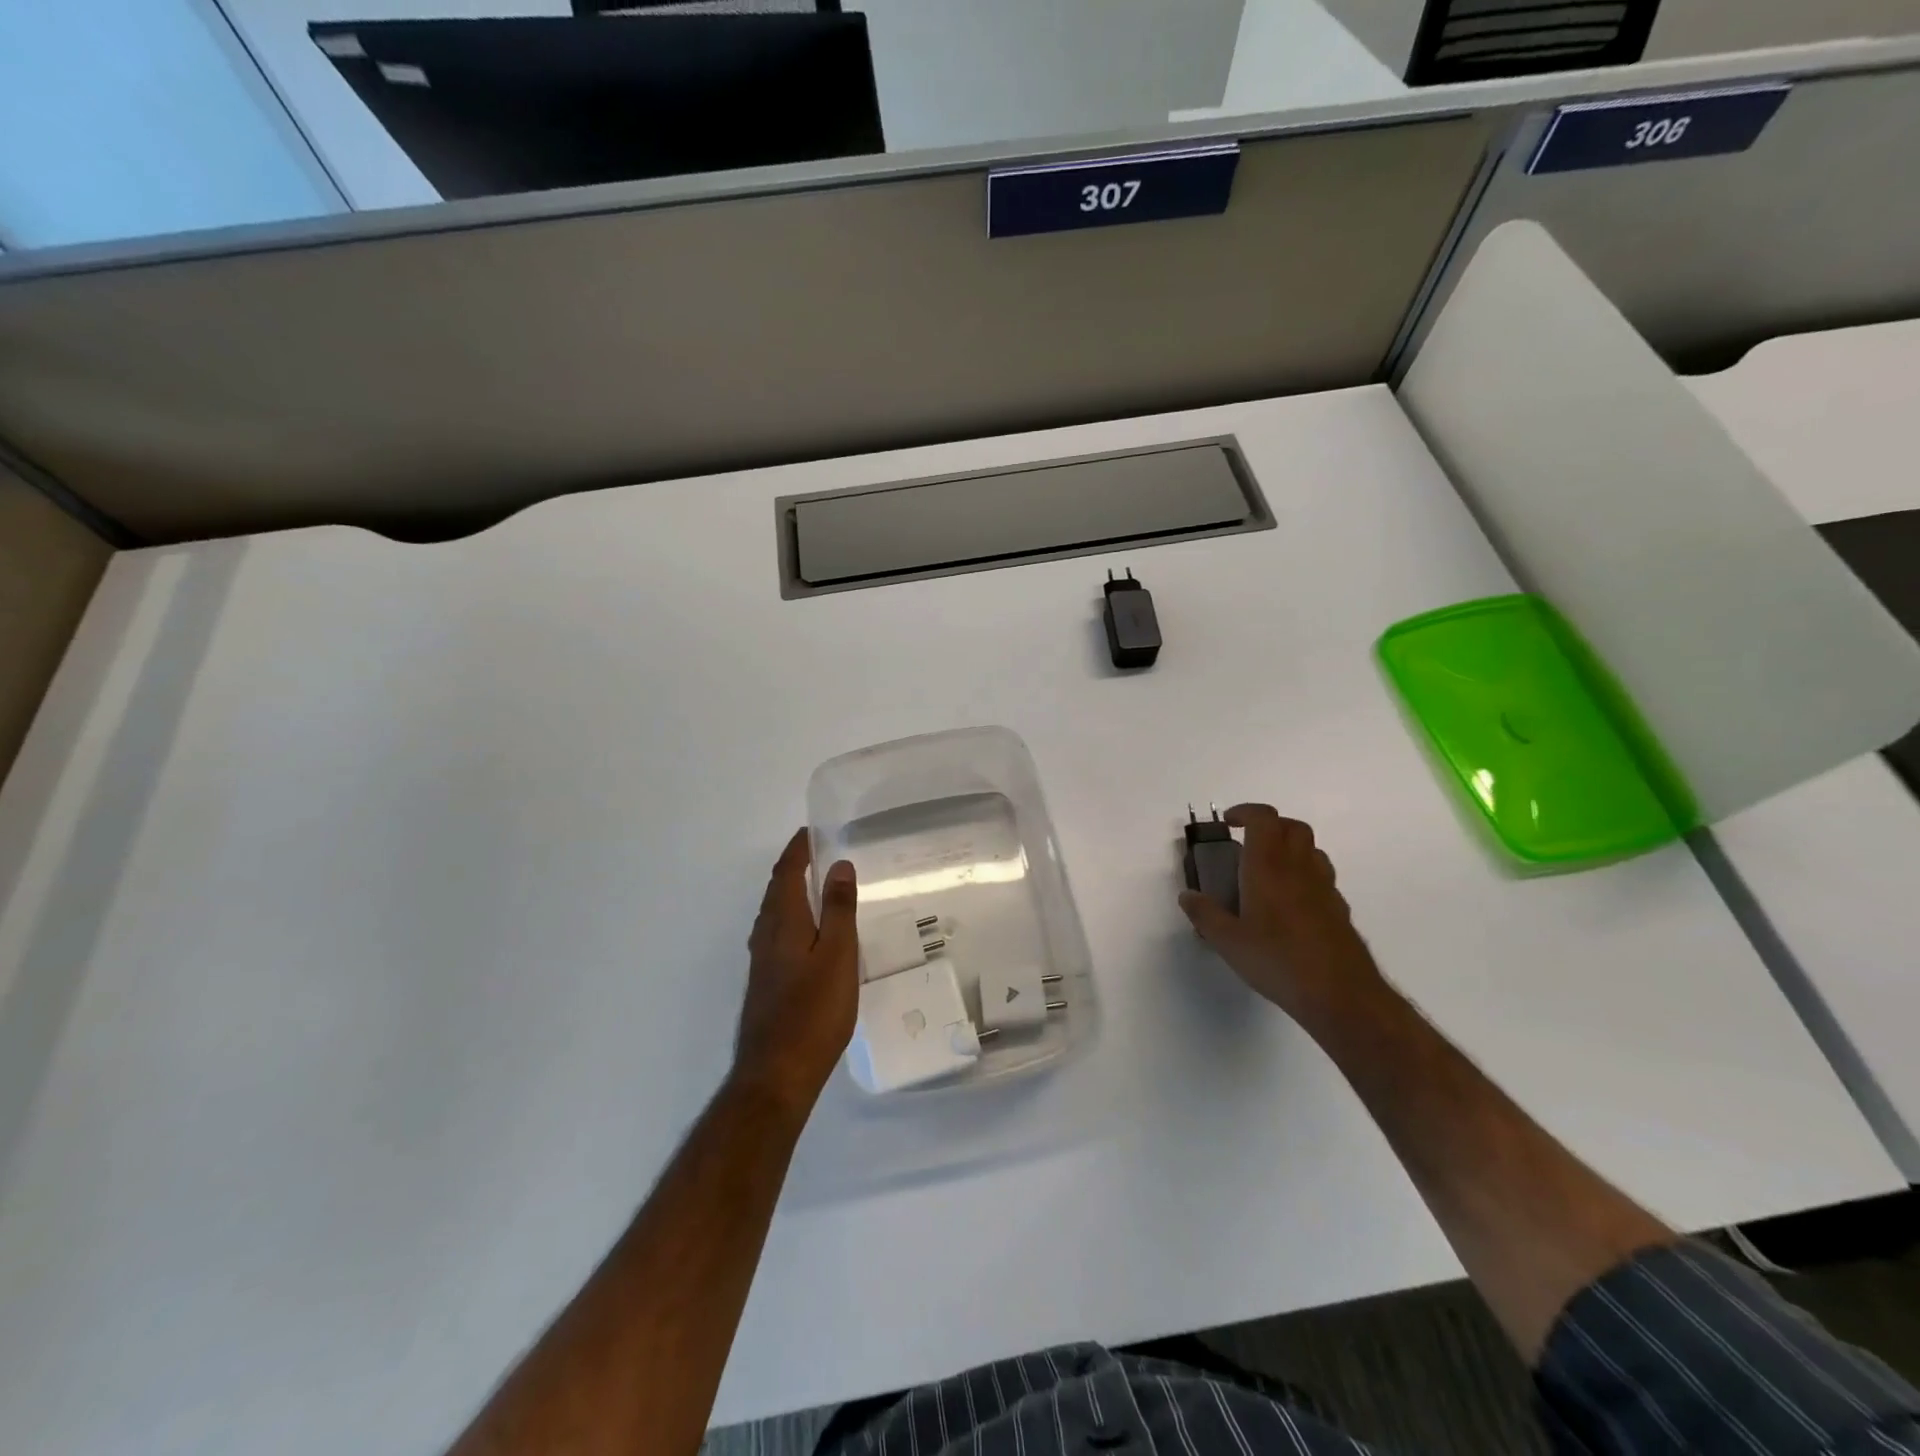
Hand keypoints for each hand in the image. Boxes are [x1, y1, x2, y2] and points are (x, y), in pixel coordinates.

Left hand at [734, 830, 858, 1109]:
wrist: (777, 1073)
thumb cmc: (814, 1011)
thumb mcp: (838, 956)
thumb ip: (839, 910)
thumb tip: (839, 865)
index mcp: (784, 923)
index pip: (787, 874)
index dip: (797, 851)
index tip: (809, 832)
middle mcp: (767, 936)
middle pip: (777, 892)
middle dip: (793, 869)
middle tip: (816, 854)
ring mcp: (762, 962)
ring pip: (774, 915)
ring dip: (791, 893)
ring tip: (815, 887)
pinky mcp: (765, 984)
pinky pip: (777, 935)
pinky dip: (791, 919)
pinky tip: (806, 936)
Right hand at [1179, 805, 1383, 1025]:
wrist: (1340, 994)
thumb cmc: (1277, 961)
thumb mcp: (1228, 942)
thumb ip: (1205, 915)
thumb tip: (1187, 896)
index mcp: (1269, 867)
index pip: (1264, 819)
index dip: (1246, 812)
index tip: (1228, 823)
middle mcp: (1299, 868)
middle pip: (1293, 826)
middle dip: (1269, 826)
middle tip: (1247, 843)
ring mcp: (1325, 888)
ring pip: (1312, 850)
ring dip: (1290, 848)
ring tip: (1268, 871)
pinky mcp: (1339, 909)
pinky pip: (1322, 878)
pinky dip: (1304, 876)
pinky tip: (1291, 904)